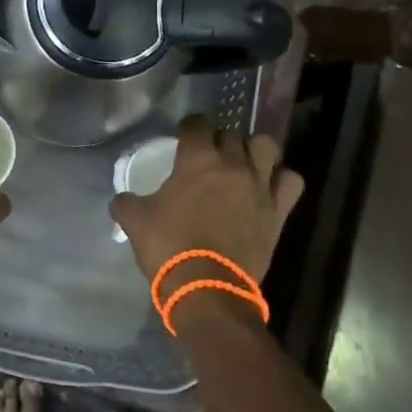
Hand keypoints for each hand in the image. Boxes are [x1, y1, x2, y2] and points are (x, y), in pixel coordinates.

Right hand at [110, 116, 305, 318]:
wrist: (207, 287)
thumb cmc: (168, 247)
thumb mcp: (135, 222)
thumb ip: (126, 202)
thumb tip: (121, 198)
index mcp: (197, 159)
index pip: (197, 124)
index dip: (189, 126)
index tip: (182, 135)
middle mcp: (233, 164)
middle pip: (231, 134)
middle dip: (219, 138)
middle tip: (208, 154)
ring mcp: (260, 186)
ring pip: (266, 146)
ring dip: (254, 149)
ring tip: (243, 162)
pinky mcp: (278, 210)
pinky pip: (290, 181)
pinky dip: (281, 179)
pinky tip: (268, 187)